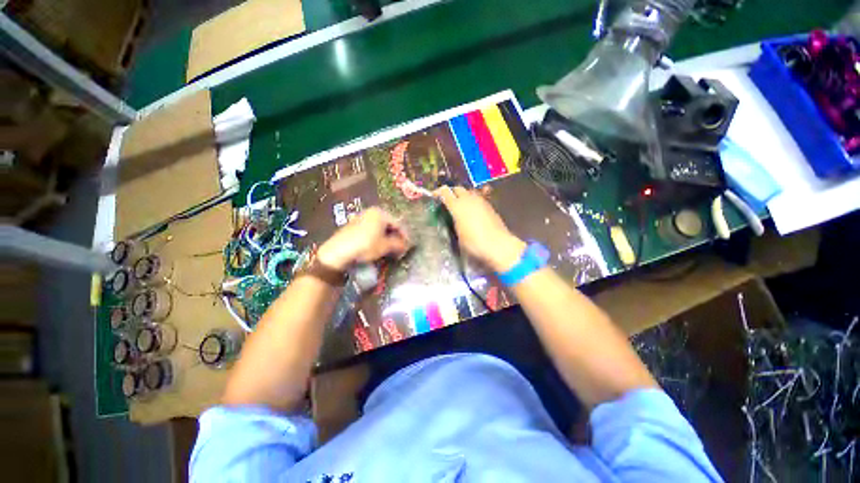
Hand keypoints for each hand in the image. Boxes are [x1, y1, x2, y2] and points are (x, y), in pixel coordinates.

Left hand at [317, 207, 409, 270]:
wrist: (338, 252)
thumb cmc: (365, 245)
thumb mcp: (385, 246)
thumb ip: (398, 244)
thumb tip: (406, 245)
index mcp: (380, 213)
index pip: (398, 224)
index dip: (405, 236)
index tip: (408, 246)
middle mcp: (370, 212)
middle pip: (388, 225)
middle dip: (395, 238)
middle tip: (399, 249)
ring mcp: (360, 219)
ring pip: (379, 229)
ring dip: (386, 239)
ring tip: (389, 250)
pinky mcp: (353, 227)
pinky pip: (370, 232)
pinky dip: (376, 239)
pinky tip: (377, 248)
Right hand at [434, 186, 525, 271]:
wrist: (498, 245)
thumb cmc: (474, 243)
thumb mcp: (459, 234)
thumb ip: (455, 221)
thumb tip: (454, 217)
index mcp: (457, 206)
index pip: (445, 192)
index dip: (438, 192)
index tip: (434, 196)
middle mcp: (469, 200)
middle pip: (458, 188)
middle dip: (451, 192)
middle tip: (448, 201)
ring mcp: (481, 201)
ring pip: (469, 192)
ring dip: (463, 195)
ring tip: (460, 205)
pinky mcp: (489, 205)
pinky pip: (478, 198)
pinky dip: (472, 201)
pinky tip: (472, 210)